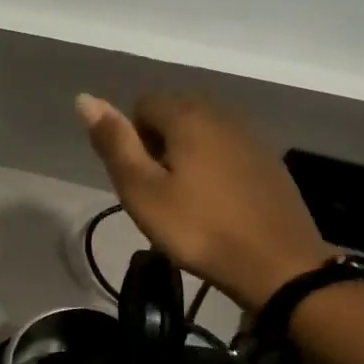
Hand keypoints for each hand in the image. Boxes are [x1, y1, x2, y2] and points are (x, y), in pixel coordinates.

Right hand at [77, 92, 331, 312]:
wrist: (278, 265)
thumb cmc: (199, 229)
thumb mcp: (143, 191)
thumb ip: (115, 143)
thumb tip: (85, 98)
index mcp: (188, 116)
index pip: (143, 104)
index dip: (132, 140)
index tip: (141, 181)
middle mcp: (222, 114)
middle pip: (175, 114)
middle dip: (159, 145)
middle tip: (160, 194)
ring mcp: (252, 136)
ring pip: (203, 133)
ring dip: (187, 156)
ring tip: (188, 201)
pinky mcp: (270, 161)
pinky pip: (228, 150)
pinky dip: (215, 168)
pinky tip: (218, 204)